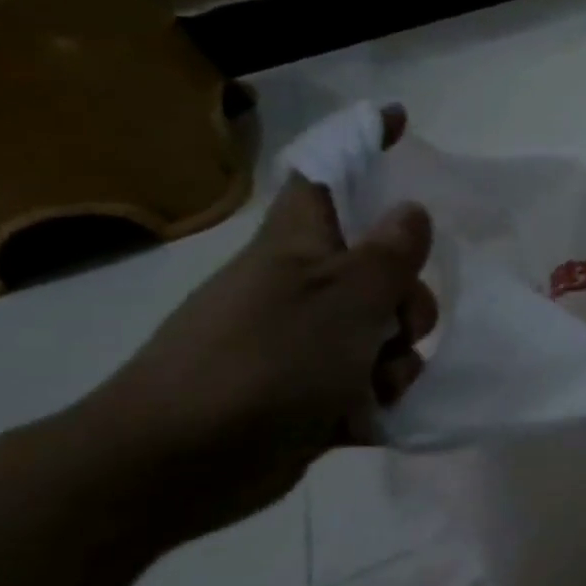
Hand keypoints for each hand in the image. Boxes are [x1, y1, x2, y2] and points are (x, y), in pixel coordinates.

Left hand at [92, 106, 436, 546]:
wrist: (173, 467)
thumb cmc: (263, 363)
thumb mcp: (343, 301)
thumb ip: (387, 255)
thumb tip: (412, 209)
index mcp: (300, 249)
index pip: (331, 176)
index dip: (363, 143)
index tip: (399, 118)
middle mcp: (303, 288)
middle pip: (383, 271)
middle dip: (410, 302)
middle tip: (399, 328)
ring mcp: (304, 342)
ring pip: (383, 333)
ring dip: (397, 359)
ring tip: (376, 387)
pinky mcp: (307, 393)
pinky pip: (367, 381)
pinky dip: (377, 397)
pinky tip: (369, 415)